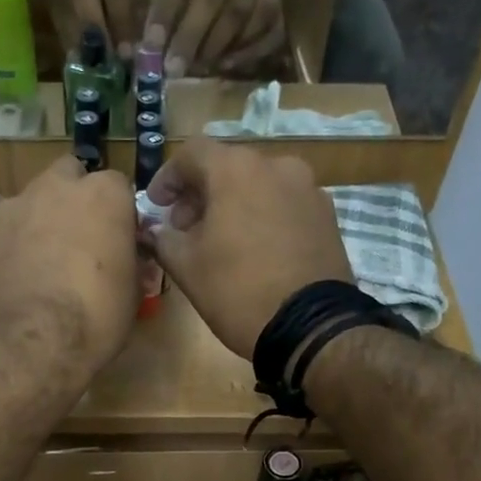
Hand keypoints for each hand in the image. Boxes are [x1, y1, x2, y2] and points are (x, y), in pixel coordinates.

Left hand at [0, 156, 139, 381]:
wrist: (25, 341)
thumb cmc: (95, 315)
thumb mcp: (131, 294)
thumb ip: (128, 262)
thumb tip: (126, 260)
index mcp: (103, 194)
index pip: (118, 186)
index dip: (118, 214)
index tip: (119, 240)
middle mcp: (55, 188)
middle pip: (69, 178)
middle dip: (75, 200)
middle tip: (82, 240)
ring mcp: (12, 208)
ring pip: (33, 203)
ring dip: (41, 223)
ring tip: (46, 265)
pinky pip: (7, 235)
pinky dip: (15, 250)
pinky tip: (20, 282)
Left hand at [145, 0, 285, 77]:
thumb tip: (153, 45)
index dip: (165, 10)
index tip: (151, 47)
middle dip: (190, 36)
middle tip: (174, 68)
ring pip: (241, 11)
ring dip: (215, 46)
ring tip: (195, 67)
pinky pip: (267, 25)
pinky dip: (245, 50)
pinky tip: (224, 64)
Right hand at [146, 140, 351, 359]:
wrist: (309, 327)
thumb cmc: (238, 291)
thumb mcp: (186, 267)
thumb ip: (163, 239)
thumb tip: (154, 230)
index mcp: (237, 170)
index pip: (192, 154)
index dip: (168, 177)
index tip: (157, 205)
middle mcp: (276, 166)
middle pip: (228, 168)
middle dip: (201, 194)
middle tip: (184, 228)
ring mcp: (308, 189)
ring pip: (259, 186)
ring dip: (234, 205)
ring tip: (221, 242)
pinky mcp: (326, 216)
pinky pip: (284, 205)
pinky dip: (263, 217)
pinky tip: (255, 250)